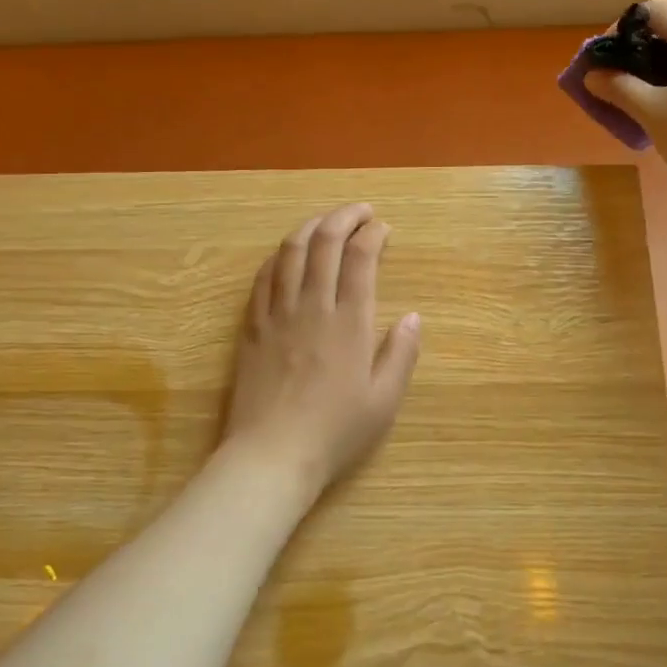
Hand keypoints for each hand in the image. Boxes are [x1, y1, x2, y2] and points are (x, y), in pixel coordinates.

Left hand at [221, 203, 421, 506]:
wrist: (271, 454)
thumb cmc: (334, 431)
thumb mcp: (384, 401)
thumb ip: (401, 354)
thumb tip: (414, 317)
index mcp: (350, 322)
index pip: (360, 259)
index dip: (373, 234)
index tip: (383, 228)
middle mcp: (312, 306)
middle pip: (324, 243)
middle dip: (344, 217)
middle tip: (360, 211)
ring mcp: (277, 313)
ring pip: (290, 252)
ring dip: (310, 227)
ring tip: (325, 222)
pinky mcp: (252, 326)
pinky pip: (263, 277)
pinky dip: (279, 256)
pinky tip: (287, 254)